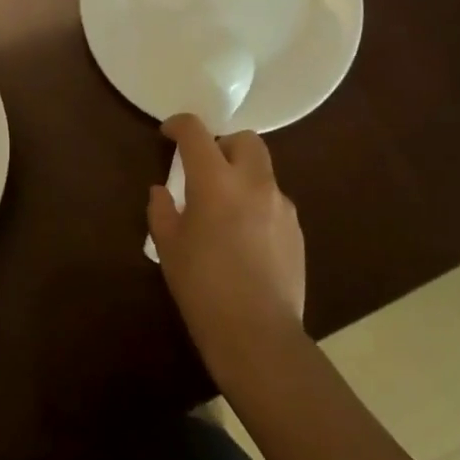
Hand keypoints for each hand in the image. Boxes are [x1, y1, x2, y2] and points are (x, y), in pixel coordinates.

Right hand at [148, 115, 305, 376]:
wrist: (257, 334)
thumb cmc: (203, 288)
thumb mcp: (169, 248)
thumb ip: (162, 210)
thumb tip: (163, 191)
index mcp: (215, 181)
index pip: (196, 133)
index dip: (179, 125)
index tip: (168, 134)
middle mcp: (253, 182)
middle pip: (244, 139)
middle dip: (223, 144)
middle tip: (205, 168)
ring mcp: (281, 205)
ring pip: (263, 169)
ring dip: (242, 175)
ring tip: (226, 208)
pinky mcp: (296, 229)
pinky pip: (274, 200)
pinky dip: (257, 203)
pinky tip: (246, 237)